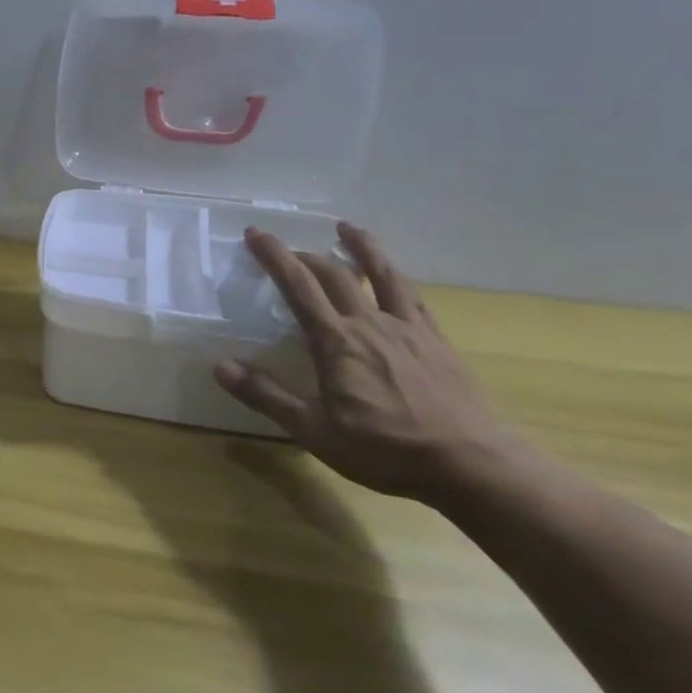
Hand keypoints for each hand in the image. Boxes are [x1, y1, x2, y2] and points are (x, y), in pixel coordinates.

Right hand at [213, 222, 524, 501]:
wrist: (471, 463)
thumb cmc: (385, 449)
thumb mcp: (314, 430)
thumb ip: (266, 396)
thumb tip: (220, 366)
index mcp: (336, 342)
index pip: (298, 287)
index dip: (275, 257)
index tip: (256, 233)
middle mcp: (370, 324)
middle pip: (335, 275)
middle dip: (306, 255)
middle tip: (287, 247)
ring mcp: (408, 329)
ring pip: (381, 274)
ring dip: (361, 247)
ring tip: (347, 228)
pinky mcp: (436, 341)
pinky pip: (413, 297)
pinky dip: (396, 276)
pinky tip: (395, 275)